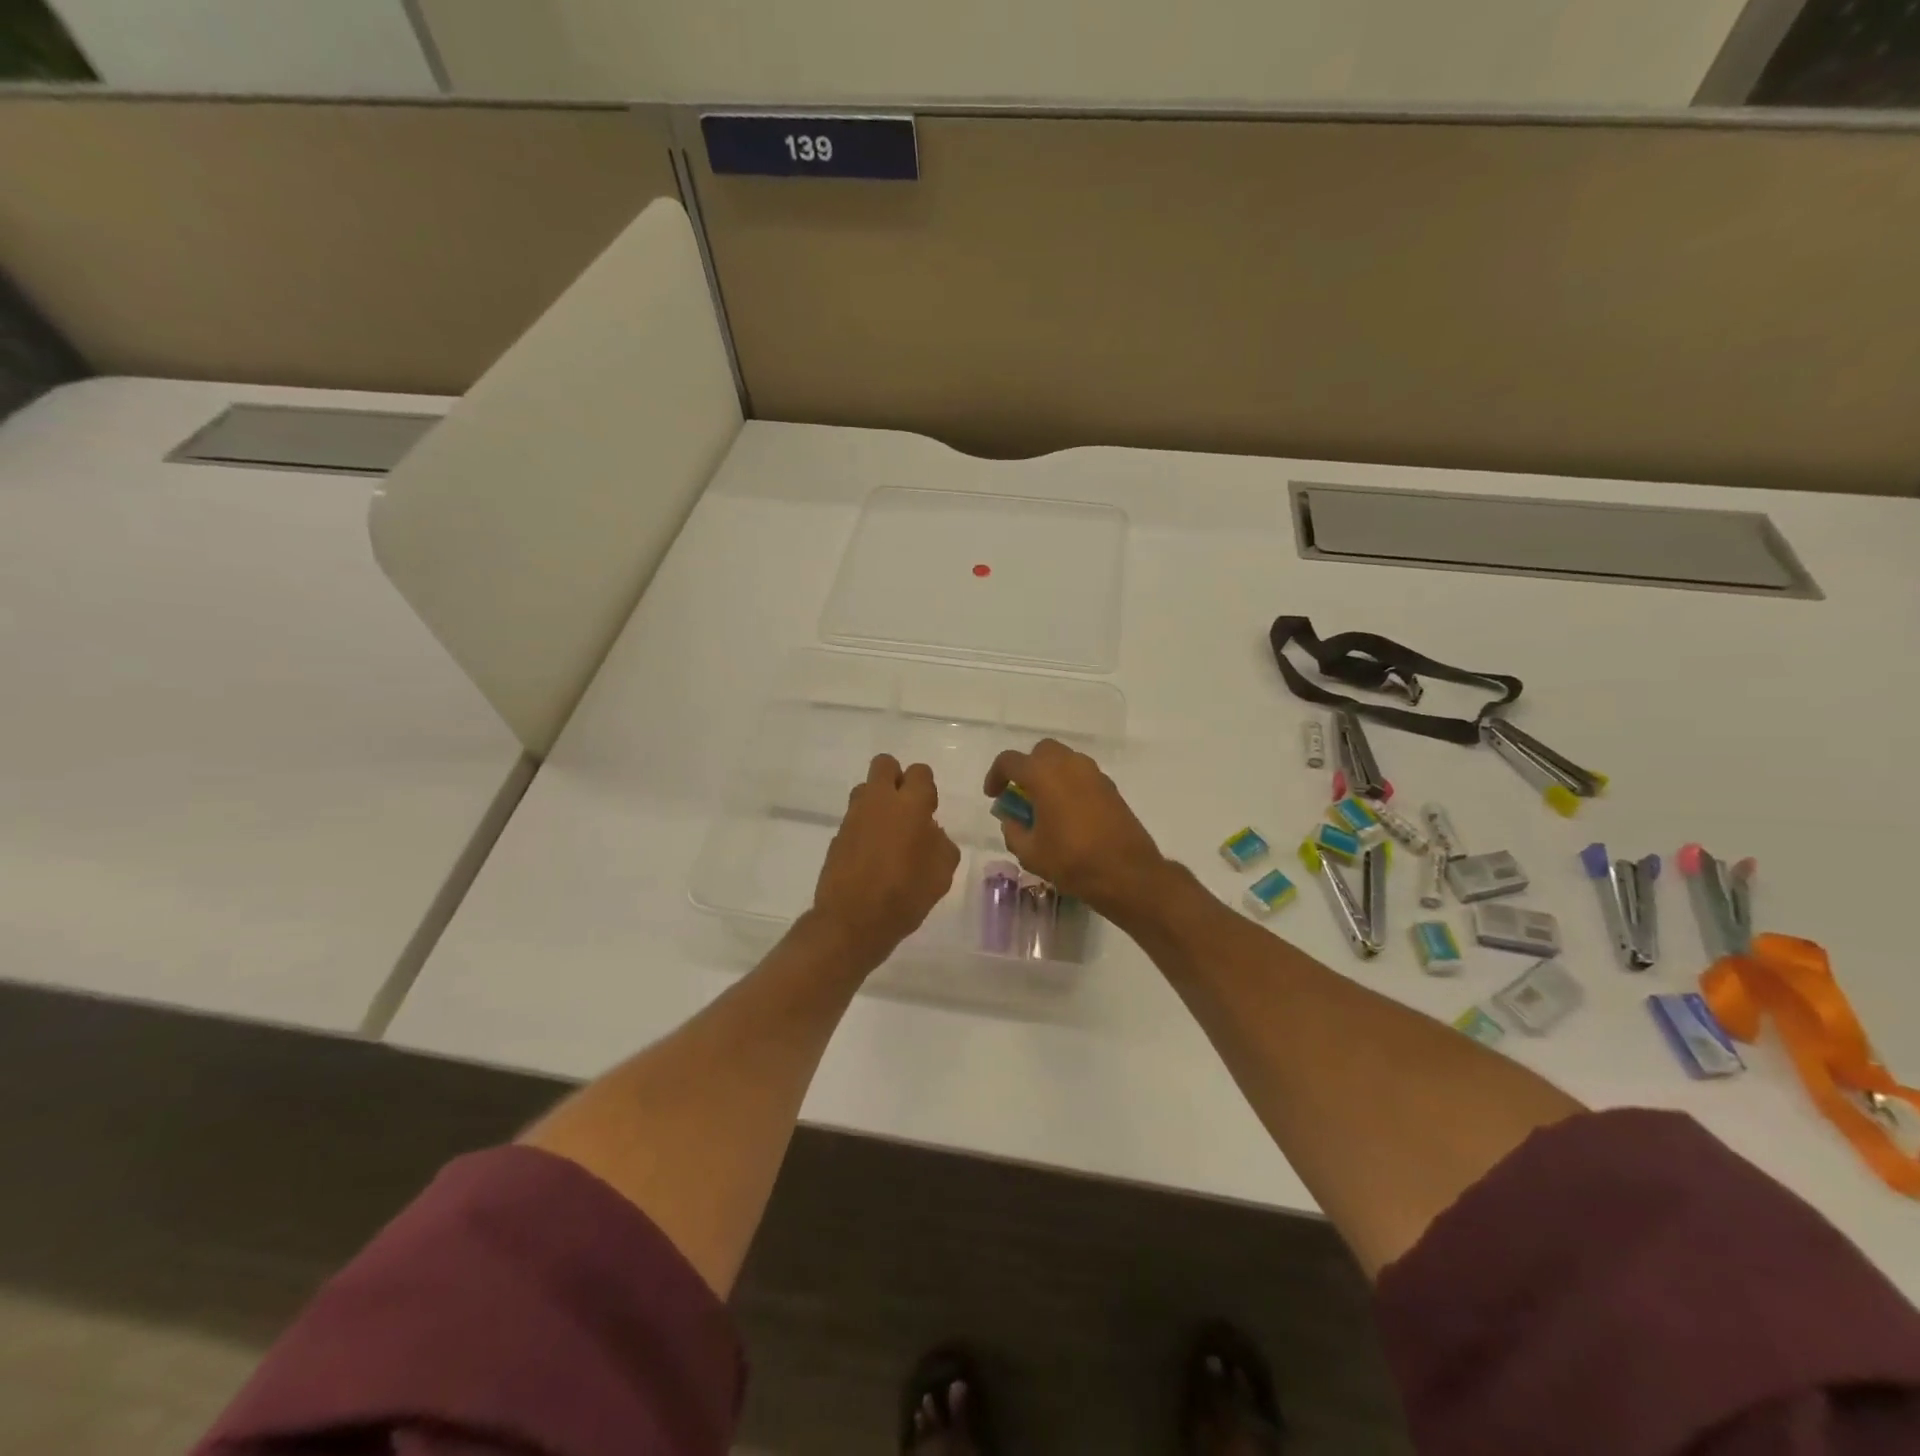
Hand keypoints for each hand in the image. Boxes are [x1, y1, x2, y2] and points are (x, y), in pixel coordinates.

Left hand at [810, 754, 960, 971]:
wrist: (852, 921)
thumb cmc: (905, 895)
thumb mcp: (942, 873)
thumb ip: (941, 843)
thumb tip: (930, 831)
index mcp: (910, 805)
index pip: (920, 772)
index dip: (926, 788)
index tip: (929, 812)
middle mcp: (878, 801)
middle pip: (885, 764)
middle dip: (897, 778)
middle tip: (906, 809)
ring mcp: (853, 817)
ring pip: (865, 789)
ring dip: (877, 801)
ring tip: (888, 833)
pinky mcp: (837, 836)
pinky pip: (854, 818)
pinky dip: (864, 827)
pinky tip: (872, 856)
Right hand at [984, 738, 1168, 919]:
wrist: (1127, 873)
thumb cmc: (1072, 861)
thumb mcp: (1030, 853)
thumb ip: (1013, 830)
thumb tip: (1011, 819)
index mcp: (1043, 775)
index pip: (1009, 761)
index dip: (995, 775)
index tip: (993, 795)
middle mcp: (1069, 764)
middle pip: (1041, 752)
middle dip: (1027, 768)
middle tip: (1021, 795)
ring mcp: (1093, 773)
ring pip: (1065, 760)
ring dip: (1050, 775)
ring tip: (1045, 805)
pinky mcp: (1110, 787)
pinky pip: (1082, 775)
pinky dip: (1070, 784)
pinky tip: (1068, 814)